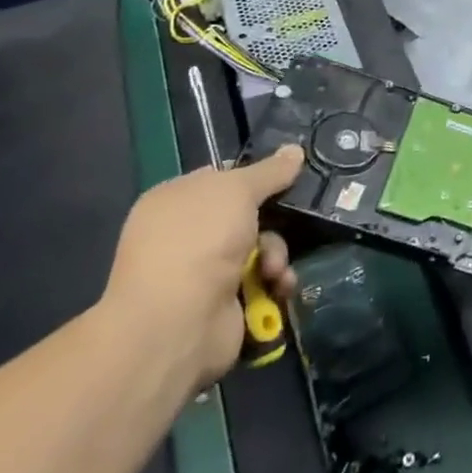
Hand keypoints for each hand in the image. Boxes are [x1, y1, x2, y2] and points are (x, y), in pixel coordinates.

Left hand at [99, 147, 303, 395]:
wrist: (177, 322)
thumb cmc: (200, 240)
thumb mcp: (238, 190)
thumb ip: (270, 171)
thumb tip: (295, 150)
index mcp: (176, 200)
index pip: (222, 177)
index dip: (255, 176)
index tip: (287, 178)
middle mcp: (186, 234)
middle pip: (248, 214)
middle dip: (275, 222)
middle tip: (288, 225)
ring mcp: (202, 271)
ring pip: (260, 248)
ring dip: (277, 255)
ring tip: (274, 270)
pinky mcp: (222, 303)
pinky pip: (261, 282)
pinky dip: (275, 283)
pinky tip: (278, 287)